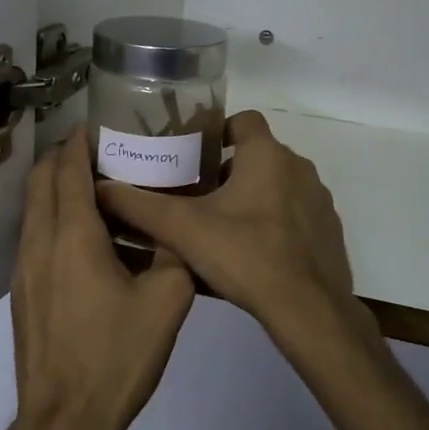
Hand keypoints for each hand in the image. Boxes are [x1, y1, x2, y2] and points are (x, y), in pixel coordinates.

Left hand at [10, 131, 194, 429]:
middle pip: (41, 181)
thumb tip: (179, 231)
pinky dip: (55, 220)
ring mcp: (24, 270)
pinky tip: (90, 242)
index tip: (101, 125)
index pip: (67, 169)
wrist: (64, 422)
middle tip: (102, 152)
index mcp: (73, 235)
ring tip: (100, 191)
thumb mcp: (168, 300)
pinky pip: (36, 237)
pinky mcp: (22, 293)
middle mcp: (40, 242)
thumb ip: (177, 253)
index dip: (80, 142)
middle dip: (64, 157)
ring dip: (58, 189)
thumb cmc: (117, 356)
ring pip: (34, 209)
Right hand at [96, 111, 367, 346]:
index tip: (194, 153)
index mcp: (267, 155)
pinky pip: (296, 214)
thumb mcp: (183, 229)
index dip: (219, 130)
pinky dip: (276, 223)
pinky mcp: (328, 230)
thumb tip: (100, 188)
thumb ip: (140, 206)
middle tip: (197, 197)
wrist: (308, 309)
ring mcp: (318, 200)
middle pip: (258, 156)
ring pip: (278, 186)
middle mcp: (298, 168)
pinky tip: (253, 253)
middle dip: (228, 171)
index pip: (244, 120)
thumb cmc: (246, 255)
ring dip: (253, 198)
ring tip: (221, 228)